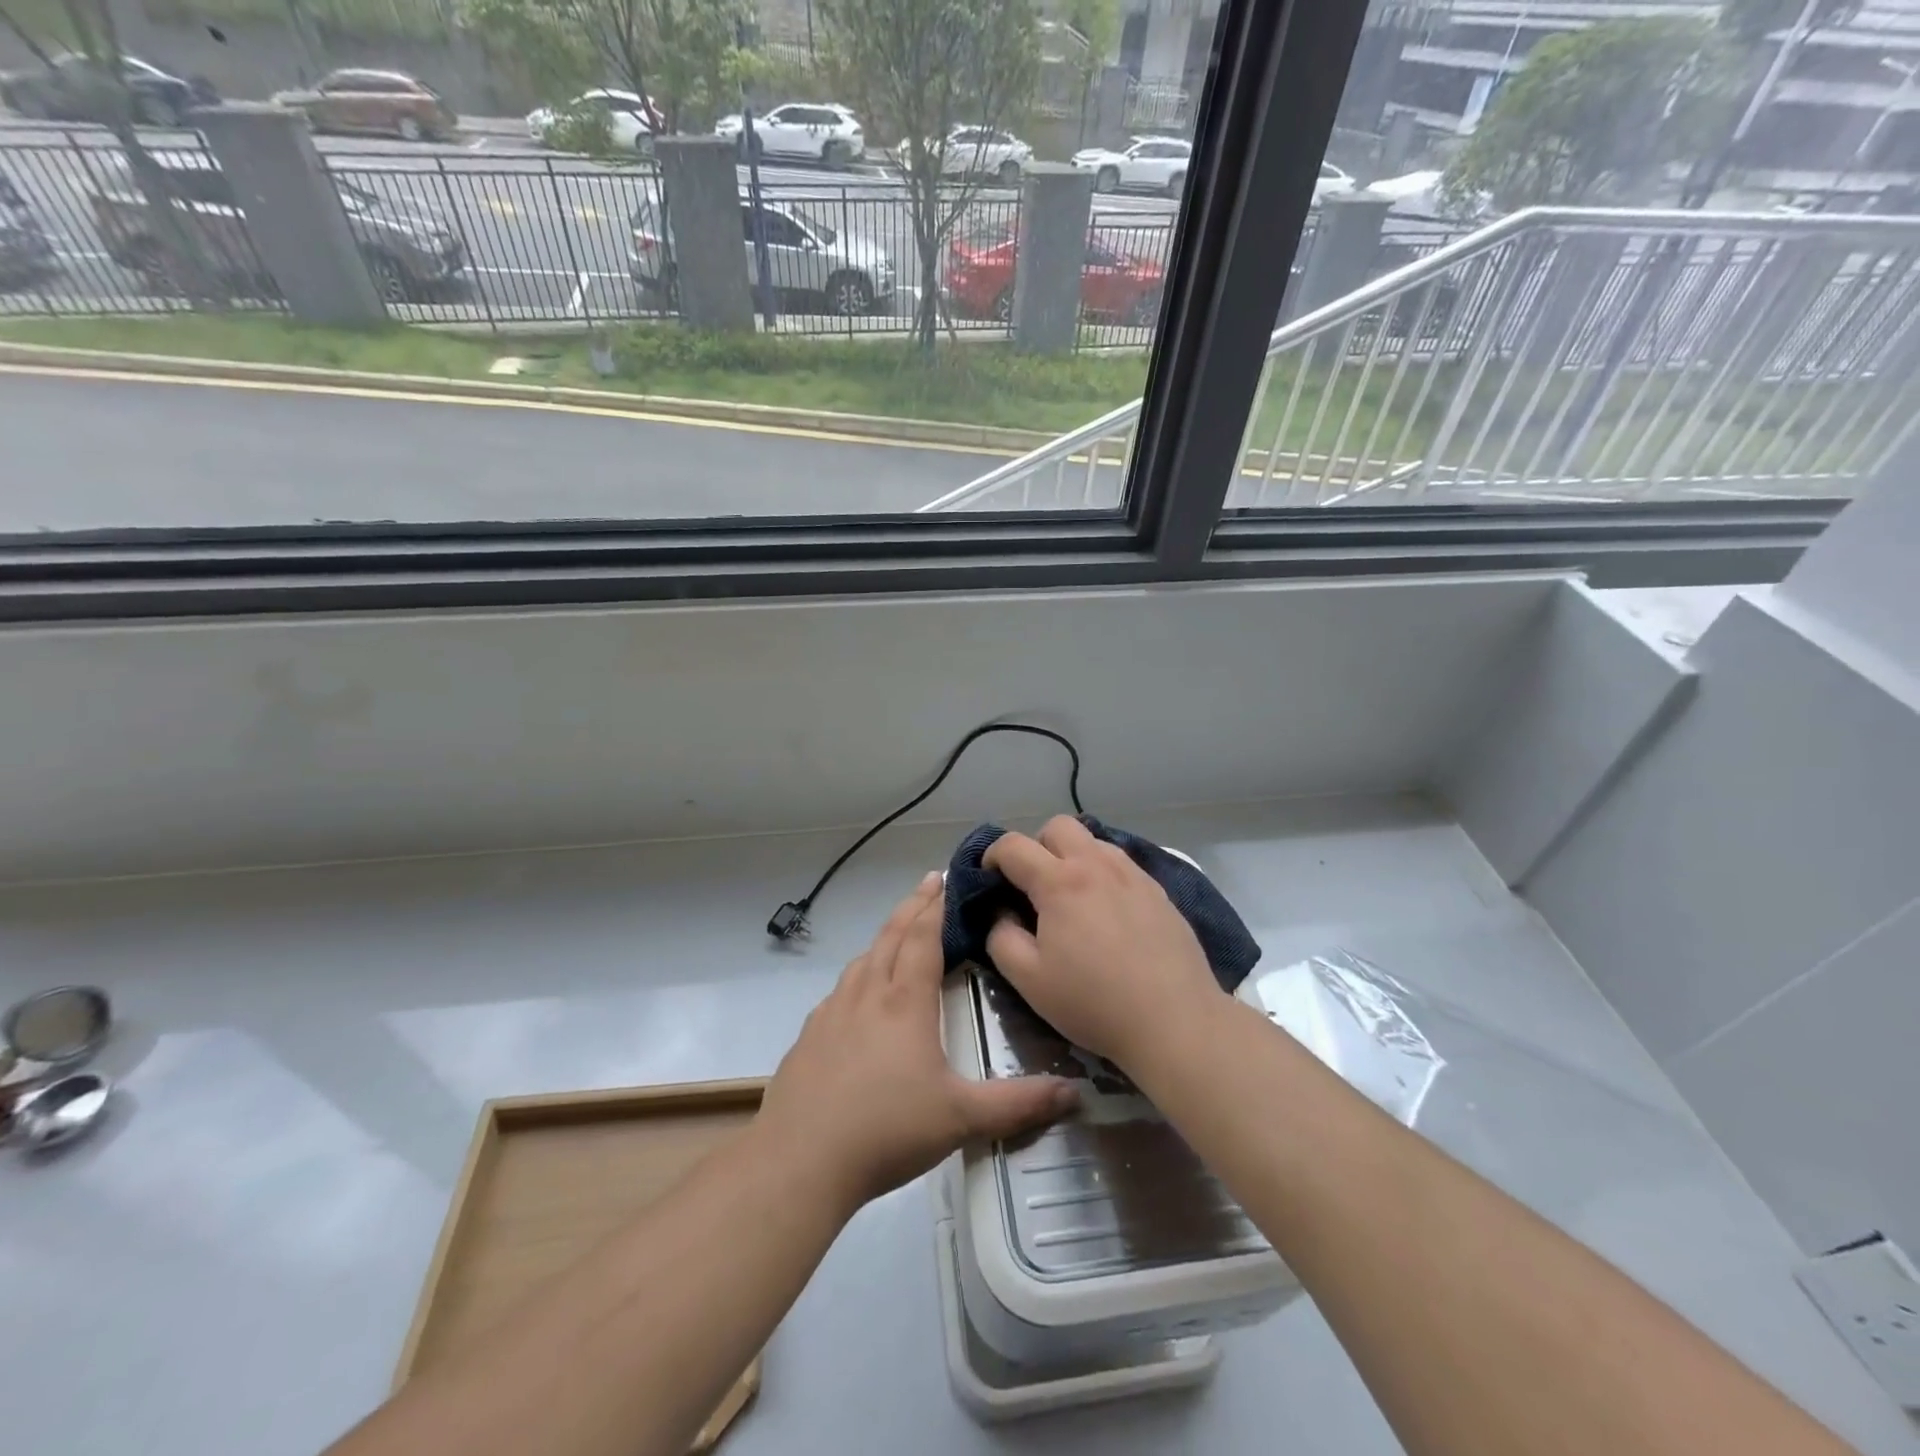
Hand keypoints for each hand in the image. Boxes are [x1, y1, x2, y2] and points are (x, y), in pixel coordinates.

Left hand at [757, 872, 1078, 1211]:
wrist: (799, 1160)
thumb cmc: (886, 1130)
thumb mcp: (961, 1118)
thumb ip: (1019, 1104)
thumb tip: (1075, 1092)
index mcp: (904, 1002)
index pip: (923, 938)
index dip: (936, 906)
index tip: (946, 878)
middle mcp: (867, 994)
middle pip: (891, 935)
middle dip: (913, 906)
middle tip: (929, 882)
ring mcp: (832, 1013)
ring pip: (863, 960)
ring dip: (884, 937)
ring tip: (898, 932)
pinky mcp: (810, 1036)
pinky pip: (840, 990)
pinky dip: (858, 974)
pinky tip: (858, 995)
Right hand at [985, 816, 1221, 1070]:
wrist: (1175, 1021)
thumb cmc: (1094, 1002)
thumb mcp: (1029, 980)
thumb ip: (1001, 938)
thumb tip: (1002, 913)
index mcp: (1060, 881)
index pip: (1014, 845)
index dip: (992, 856)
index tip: (989, 880)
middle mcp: (1097, 865)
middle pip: (1058, 826)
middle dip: (1036, 846)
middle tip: (1032, 885)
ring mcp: (1133, 874)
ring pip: (1093, 840)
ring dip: (1072, 856)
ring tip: (1071, 897)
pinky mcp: (1159, 891)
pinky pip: (1121, 863)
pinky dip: (1102, 873)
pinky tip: (1107, 910)